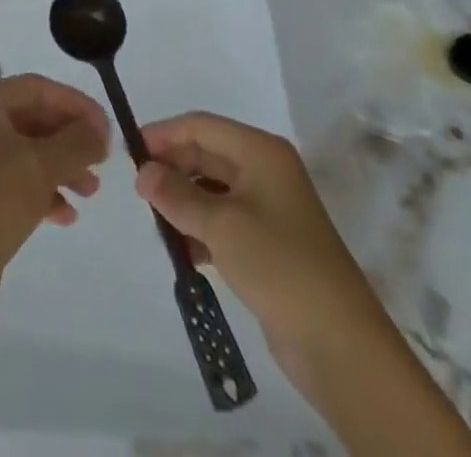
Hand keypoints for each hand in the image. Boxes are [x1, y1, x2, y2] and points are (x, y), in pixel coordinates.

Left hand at [0, 73, 109, 284]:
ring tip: (91, 192)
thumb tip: (100, 131)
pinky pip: (19, 181)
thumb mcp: (42, 166)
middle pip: (34, 118)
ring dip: (63, 167)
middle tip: (102, 161)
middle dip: (71, 138)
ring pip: (29, 152)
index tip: (107, 129)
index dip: (75, 104)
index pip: (37, 88)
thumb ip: (77, 142)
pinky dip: (45, 191)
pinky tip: (67, 216)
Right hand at [135, 112, 394, 371]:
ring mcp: (269, 208)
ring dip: (184, 202)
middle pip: (206, 154)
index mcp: (260, 151)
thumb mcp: (220, 225)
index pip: (201, 126)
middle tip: (138, 192)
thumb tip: (143, 173)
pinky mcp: (269, 244)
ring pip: (212, 189)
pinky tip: (182, 251)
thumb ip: (176, 195)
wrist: (341, 345)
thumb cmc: (279, 265)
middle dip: (172, 169)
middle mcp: (265, 170)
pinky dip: (200, 229)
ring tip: (156, 223)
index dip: (163, 134)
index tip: (129, 153)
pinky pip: (224, 221)